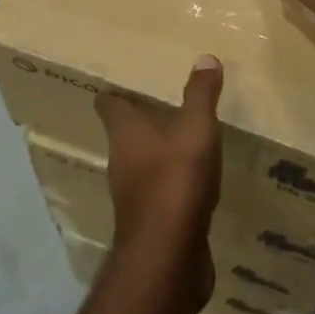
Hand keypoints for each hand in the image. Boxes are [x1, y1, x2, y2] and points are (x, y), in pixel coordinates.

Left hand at [94, 56, 224, 306]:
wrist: (168, 256)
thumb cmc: (176, 179)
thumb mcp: (196, 128)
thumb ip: (200, 94)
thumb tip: (205, 57)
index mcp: (125, 133)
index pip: (109, 104)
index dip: (116, 93)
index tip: (127, 82)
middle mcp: (121, 160)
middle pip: (124, 134)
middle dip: (140, 121)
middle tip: (162, 105)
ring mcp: (133, 194)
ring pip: (141, 164)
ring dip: (157, 152)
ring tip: (181, 138)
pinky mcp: (151, 221)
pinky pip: (160, 193)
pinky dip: (172, 183)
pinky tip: (195, 181)